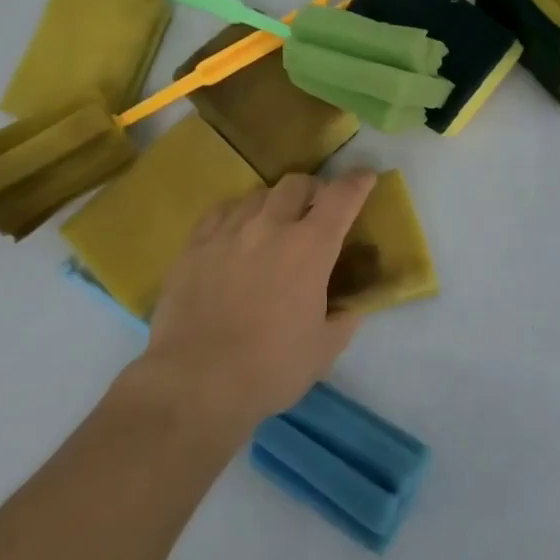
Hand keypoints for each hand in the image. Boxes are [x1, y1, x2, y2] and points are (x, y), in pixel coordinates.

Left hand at [137, 171, 377, 435]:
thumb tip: (347, 309)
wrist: (196, 382)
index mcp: (310, 248)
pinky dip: (237, 214)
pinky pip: (221, 211)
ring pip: (257, 194)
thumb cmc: (270, 368)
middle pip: (296, 184)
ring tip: (273, 223)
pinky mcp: (194, 245)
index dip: (357, 183)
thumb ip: (342, 320)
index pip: (341, 197)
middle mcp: (270, 226)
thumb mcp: (323, 350)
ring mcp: (228, 232)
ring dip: (274, 202)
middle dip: (313, 190)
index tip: (365, 178)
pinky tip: (235, 231)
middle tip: (315, 208)